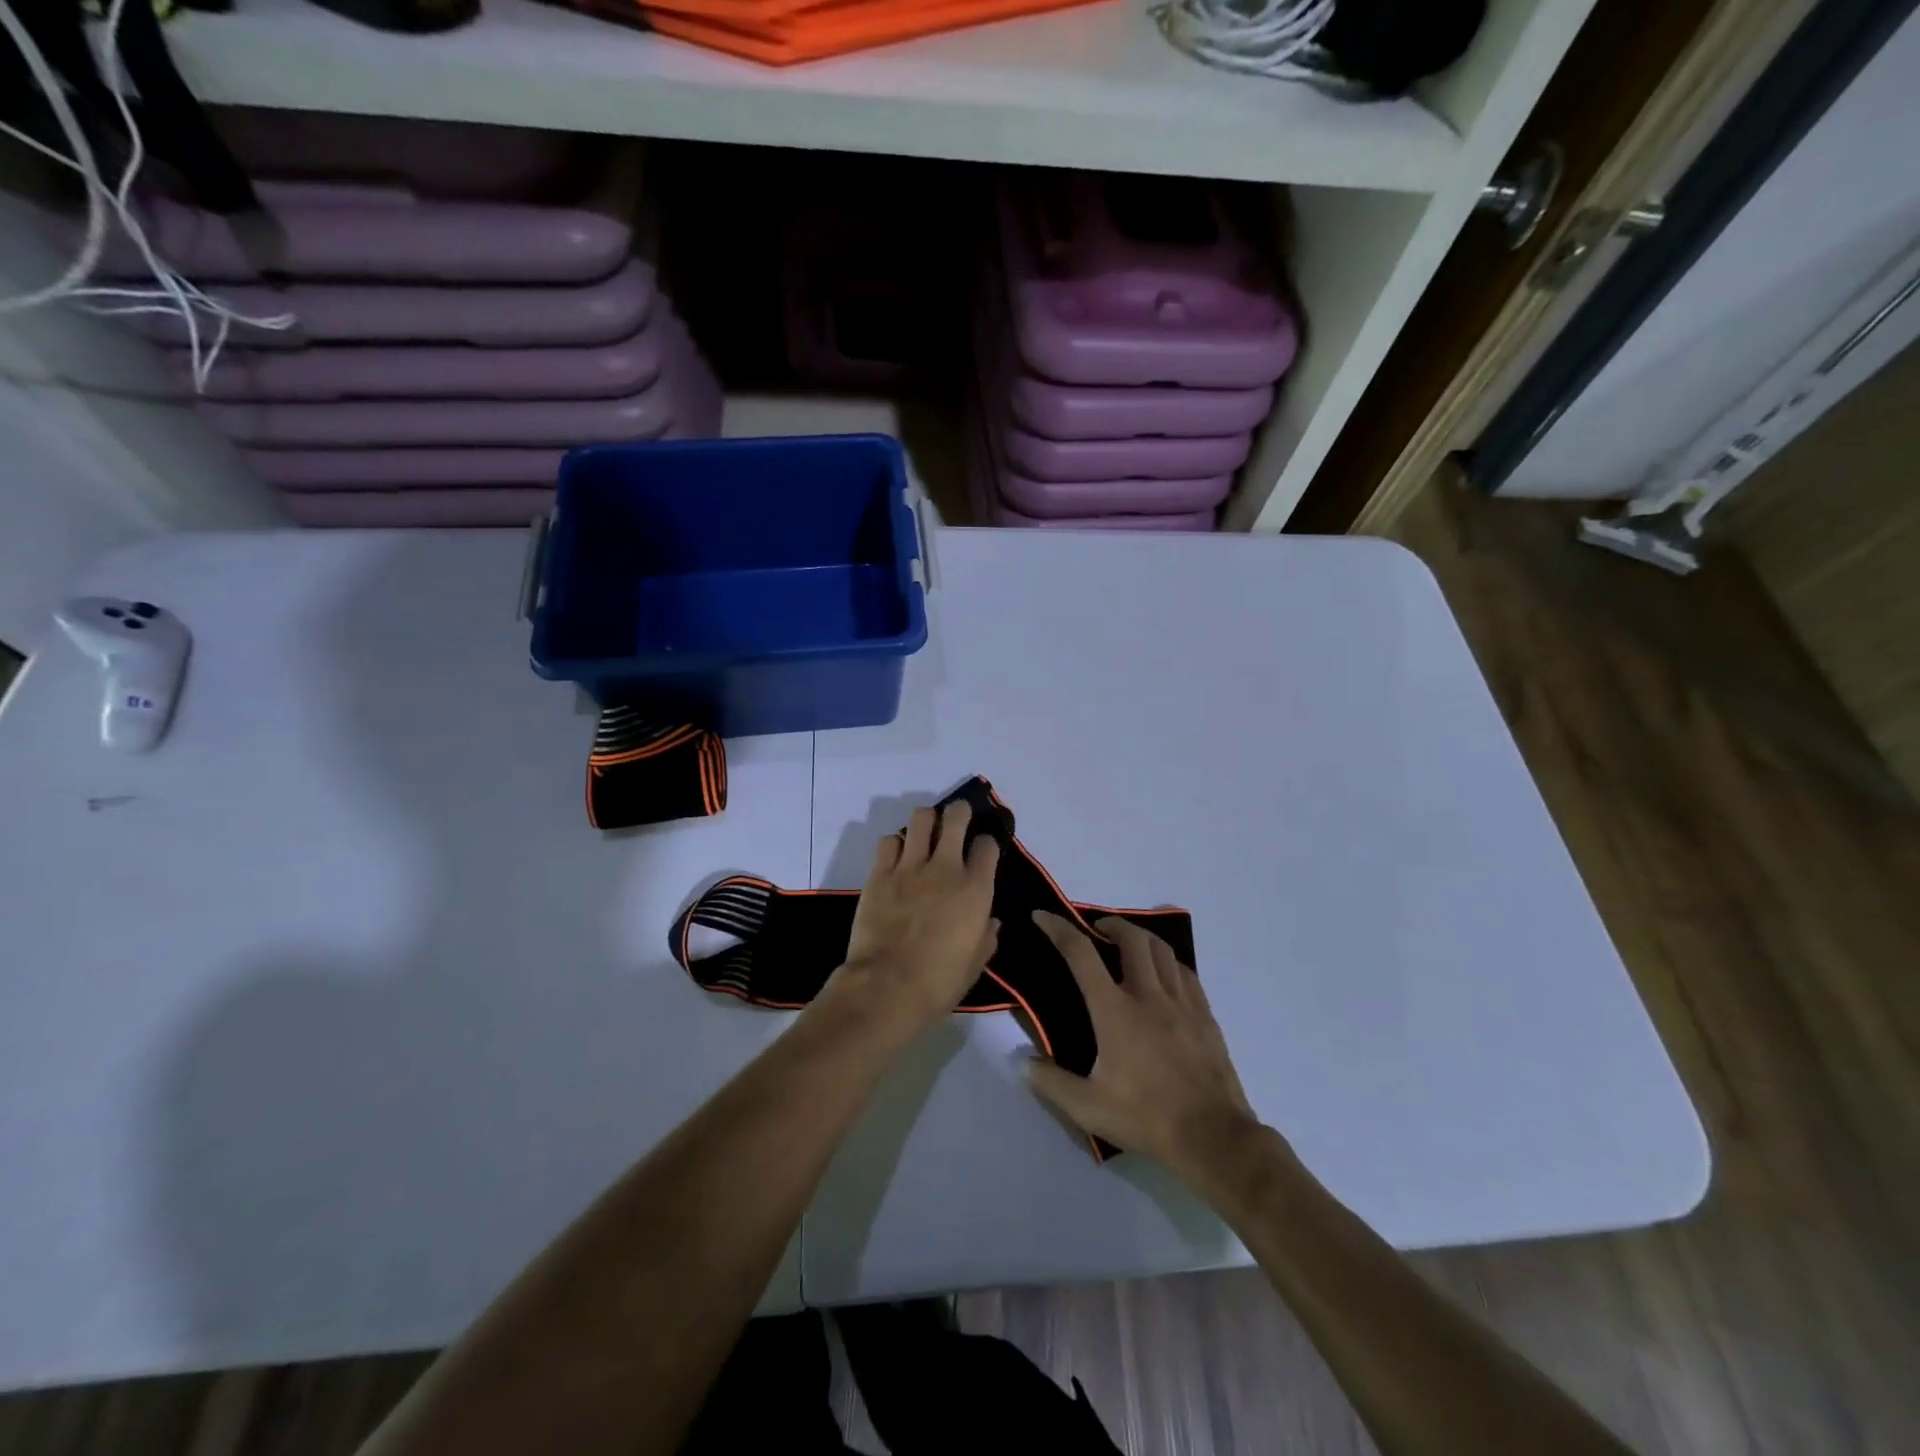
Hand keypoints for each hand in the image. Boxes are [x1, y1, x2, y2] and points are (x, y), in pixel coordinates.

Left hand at [833, 800, 1000, 1034]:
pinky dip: (895, 843)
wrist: (887, 987)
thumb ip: (986, 936)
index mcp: (975, 889)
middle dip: (960, 813)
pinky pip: (888, 841)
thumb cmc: (939, 981)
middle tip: (958, 820)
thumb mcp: (976, 963)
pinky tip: (897, 856)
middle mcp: (945, 868)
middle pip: (956, 817)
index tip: (983, 851)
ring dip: (927, 821)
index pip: (987, 845)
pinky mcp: (880, 873)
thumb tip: (990, 920)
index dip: (987, 843)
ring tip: (926, 832)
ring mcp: (909, 867)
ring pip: (920, 818)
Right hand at [1027, 912, 1258, 1173]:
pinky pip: (1185, 973)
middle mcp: (1148, 996)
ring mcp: (1181, 1003)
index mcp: (1114, 1011)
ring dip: (1141, 938)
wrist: (1212, 1137)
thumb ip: (1051, 1082)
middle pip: (1131, 938)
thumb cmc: (1146, 1118)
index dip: (1058, 928)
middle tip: (1097, 928)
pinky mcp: (1205, 1016)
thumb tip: (1023, 1063)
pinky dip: (1168, 962)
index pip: (1081, 954)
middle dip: (1110, 923)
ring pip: (1162, 950)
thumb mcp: (1088, 1108)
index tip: (1042, 916)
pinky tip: (1164, 974)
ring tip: (1129, 944)